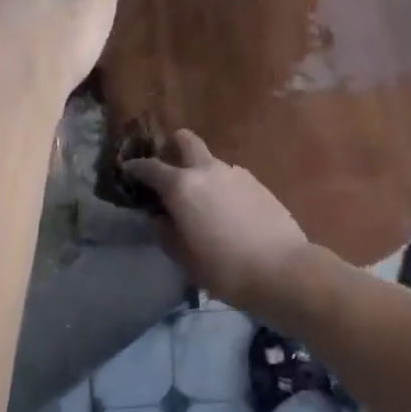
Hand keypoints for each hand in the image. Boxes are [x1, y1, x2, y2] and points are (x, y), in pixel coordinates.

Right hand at [124, 131, 310, 308]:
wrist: (282, 269)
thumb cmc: (225, 269)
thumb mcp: (185, 258)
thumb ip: (167, 233)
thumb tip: (160, 218)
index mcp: (183, 187)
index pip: (151, 168)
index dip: (137, 167)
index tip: (128, 169)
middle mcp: (208, 170)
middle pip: (187, 142)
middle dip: (175, 144)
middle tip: (168, 160)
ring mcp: (236, 173)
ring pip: (211, 161)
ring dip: (201, 170)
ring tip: (201, 197)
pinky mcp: (258, 183)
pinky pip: (230, 177)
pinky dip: (221, 185)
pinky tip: (226, 208)